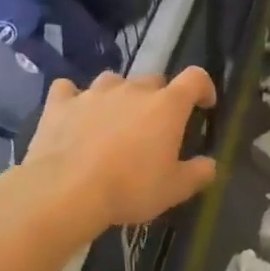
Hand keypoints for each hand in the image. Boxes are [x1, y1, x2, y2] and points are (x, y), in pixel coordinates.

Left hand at [23, 68, 219, 234]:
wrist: (66, 192)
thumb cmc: (130, 188)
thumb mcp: (174, 190)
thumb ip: (198, 173)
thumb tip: (209, 164)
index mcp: (167, 106)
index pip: (195, 79)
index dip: (203, 88)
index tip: (204, 105)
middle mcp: (133, 89)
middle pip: (154, 81)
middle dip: (159, 98)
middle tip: (155, 126)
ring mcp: (94, 93)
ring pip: (113, 81)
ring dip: (120, 95)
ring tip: (115, 120)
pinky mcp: (60, 103)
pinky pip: (69, 90)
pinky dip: (75, 99)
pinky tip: (74, 113)